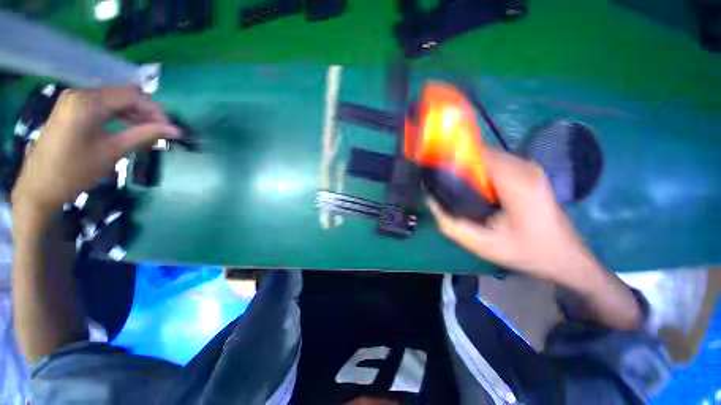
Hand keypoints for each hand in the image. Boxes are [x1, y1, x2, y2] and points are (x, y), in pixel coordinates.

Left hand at [11, 87, 178, 218]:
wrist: (40, 187)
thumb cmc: (75, 171)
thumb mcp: (113, 152)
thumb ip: (144, 135)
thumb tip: (175, 130)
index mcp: (88, 102)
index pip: (132, 96)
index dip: (155, 111)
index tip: (170, 129)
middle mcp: (80, 93)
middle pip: (124, 94)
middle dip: (147, 111)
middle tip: (162, 131)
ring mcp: (74, 100)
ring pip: (115, 99)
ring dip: (135, 113)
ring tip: (149, 131)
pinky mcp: (71, 108)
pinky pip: (103, 105)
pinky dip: (120, 115)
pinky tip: (130, 128)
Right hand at [427, 149, 599, 286]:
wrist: (565, 258)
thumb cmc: (527, 252)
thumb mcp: (482, 244)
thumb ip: (451, 223)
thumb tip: (430, 199)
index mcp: (516, 182)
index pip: (478, 153)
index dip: (452, 156)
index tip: (434, 167)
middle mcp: (524, 167)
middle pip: (481, 152)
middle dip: (458, 162)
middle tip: (441, 180)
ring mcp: (529, 167)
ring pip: (488, 156)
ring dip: (468, 167)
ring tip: (454, 184)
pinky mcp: (529, 171)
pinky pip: (496, 163)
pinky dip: (480, 170)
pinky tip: (474, 188)